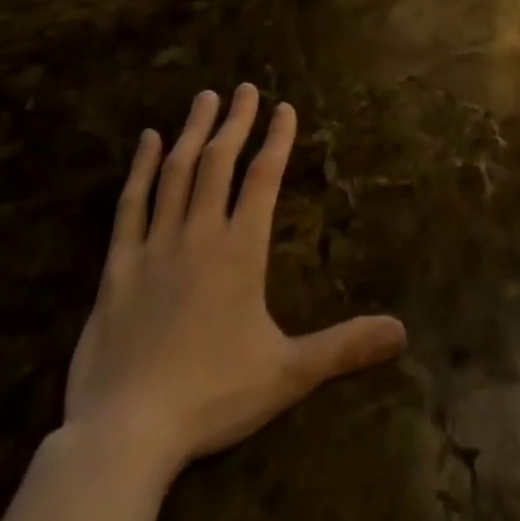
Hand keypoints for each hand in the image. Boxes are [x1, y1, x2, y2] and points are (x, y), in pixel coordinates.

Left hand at [63, 84, 406, 474]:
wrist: (126, 433)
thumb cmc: (211, 397)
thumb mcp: (287, 374)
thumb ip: (343, 347)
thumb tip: (401, 331)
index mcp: (240, 250)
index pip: (264, 178)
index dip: (276, 139)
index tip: (285, 107)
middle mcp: (199, 233)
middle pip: (220, 161)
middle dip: (235, 121)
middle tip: (244, 87)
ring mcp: (155, 246)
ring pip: (177, 172)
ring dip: (193, 131)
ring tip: (204, 97)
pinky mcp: (118, 266)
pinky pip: (130, 205)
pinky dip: (140, 168)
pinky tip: (148, 140)